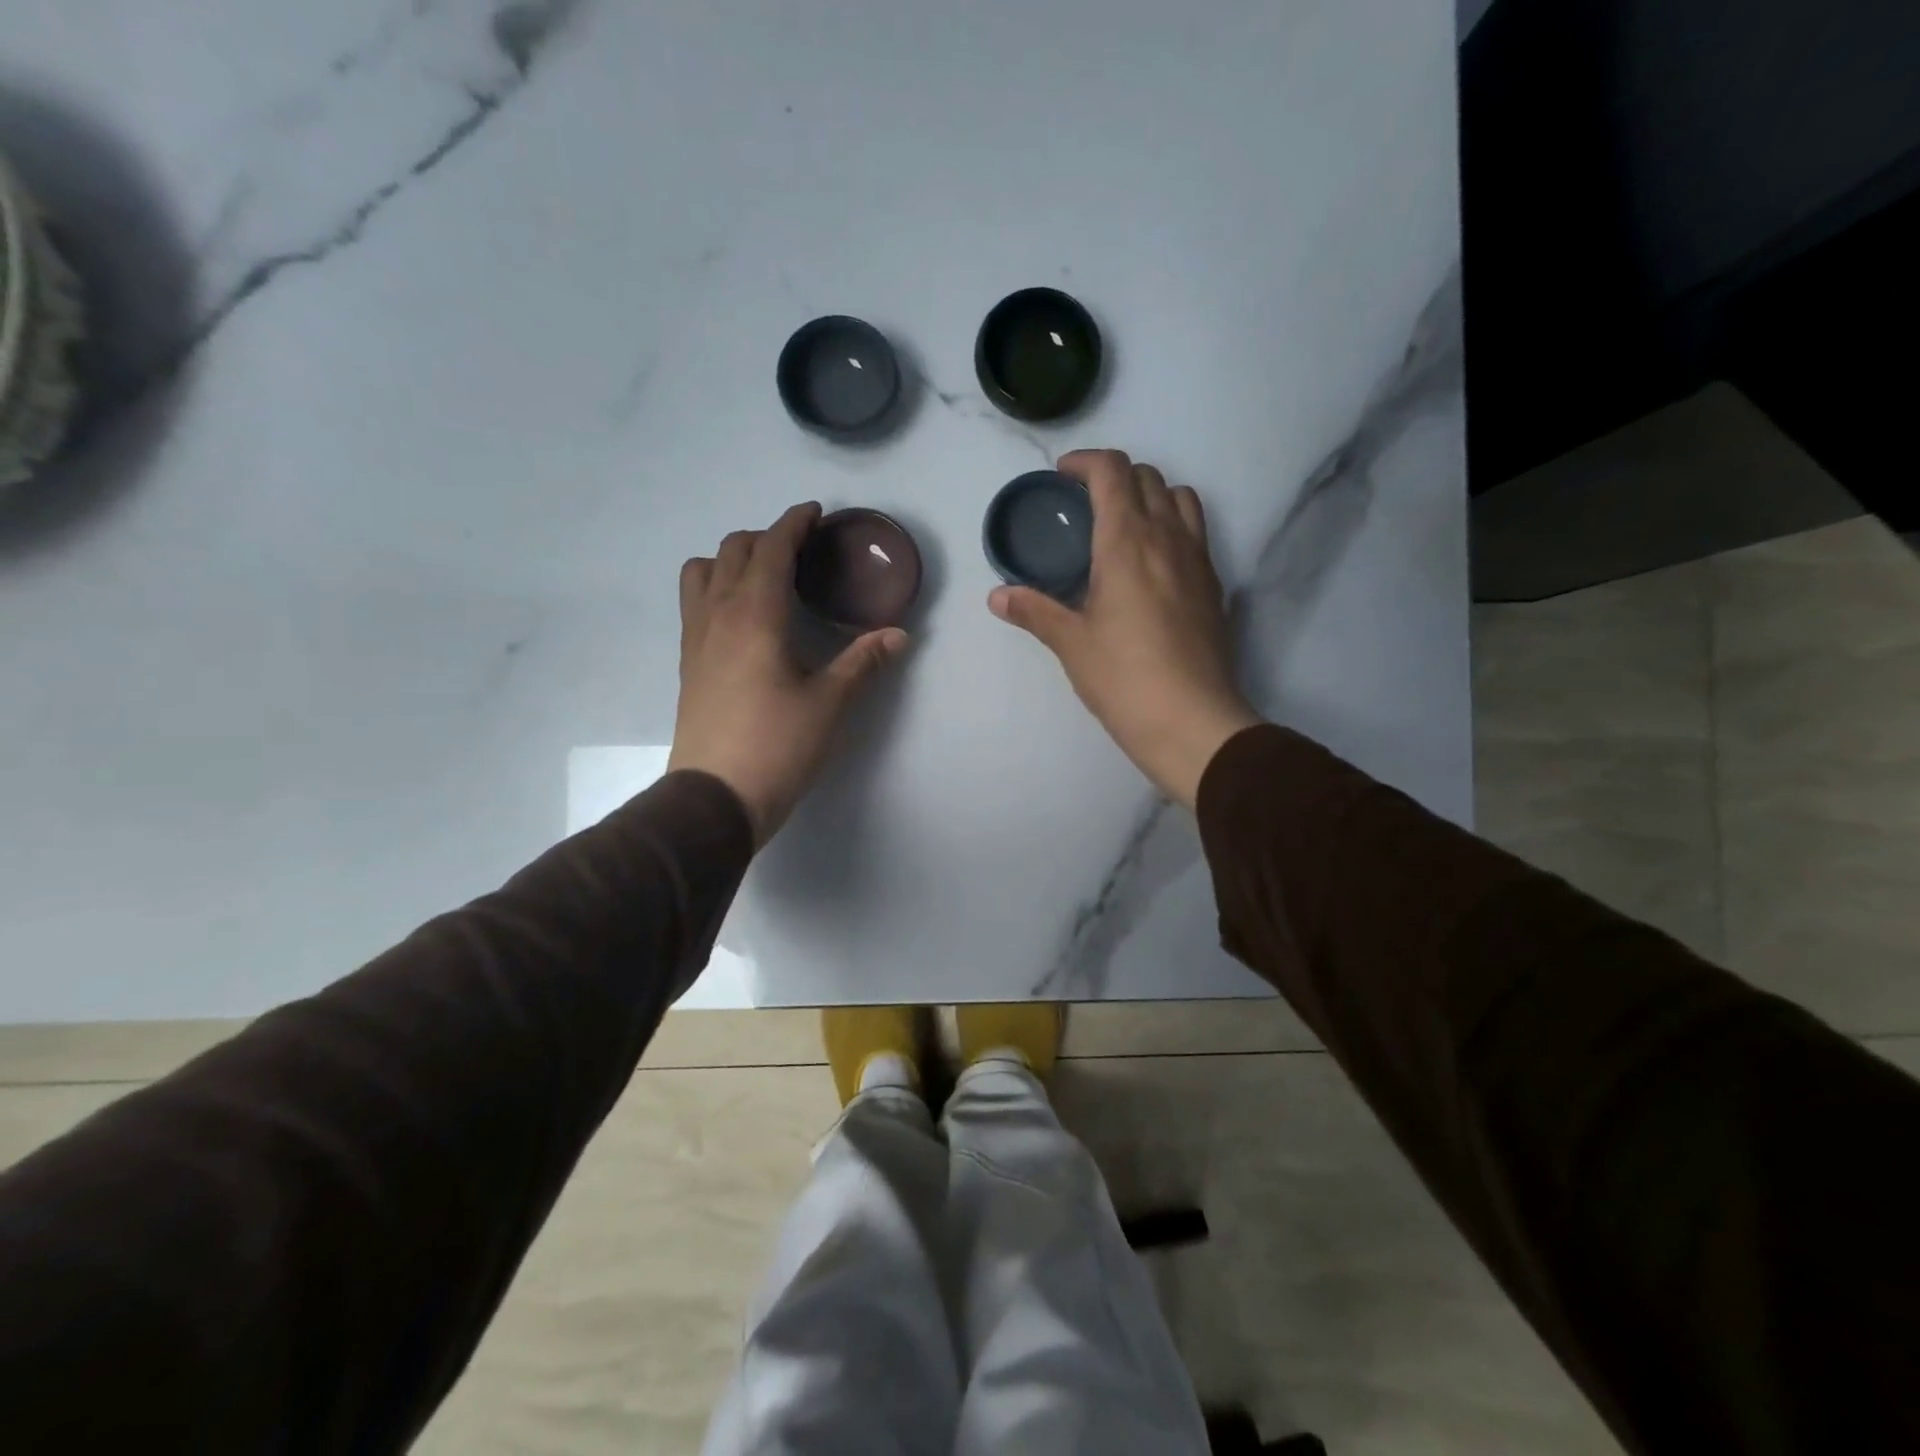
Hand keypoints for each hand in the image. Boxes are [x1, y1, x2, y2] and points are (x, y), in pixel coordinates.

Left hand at [669, 503, 910, 845]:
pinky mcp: (687, 662)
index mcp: (755, 614)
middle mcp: (718, 614)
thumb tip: (899, 635)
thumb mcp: (830, 703)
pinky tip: (743, 617)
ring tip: (764, 578)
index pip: (772, 549)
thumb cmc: (777, 745)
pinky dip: (716, 587)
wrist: (715, 797)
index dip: (794, 524)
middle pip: (733, 549)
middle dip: (767, 538)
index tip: (815, 513)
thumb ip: (863, 662)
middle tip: (801, 552)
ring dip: (731, 559)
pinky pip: (694, 602)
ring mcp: (695, 637)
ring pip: (701, 570)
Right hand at [989, 449, 1260, 807]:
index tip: (1062, 476)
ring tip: (1124, 526)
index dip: (1085, 461)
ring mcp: (1199, 560)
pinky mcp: (1215, 586)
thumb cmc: (1125, 679)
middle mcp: (1168, 538)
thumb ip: (1035, 611)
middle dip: (1115, 476)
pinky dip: (1173, 527)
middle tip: (1085, 504)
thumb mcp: (1072, 644)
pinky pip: (1196, 534)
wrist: (1193, 722)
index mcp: (1127, 542)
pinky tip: (1152, 566)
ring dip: (1151, 496)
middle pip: (1148, 477)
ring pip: (1181, 498)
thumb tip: (997, 597)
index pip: (1113, 471)